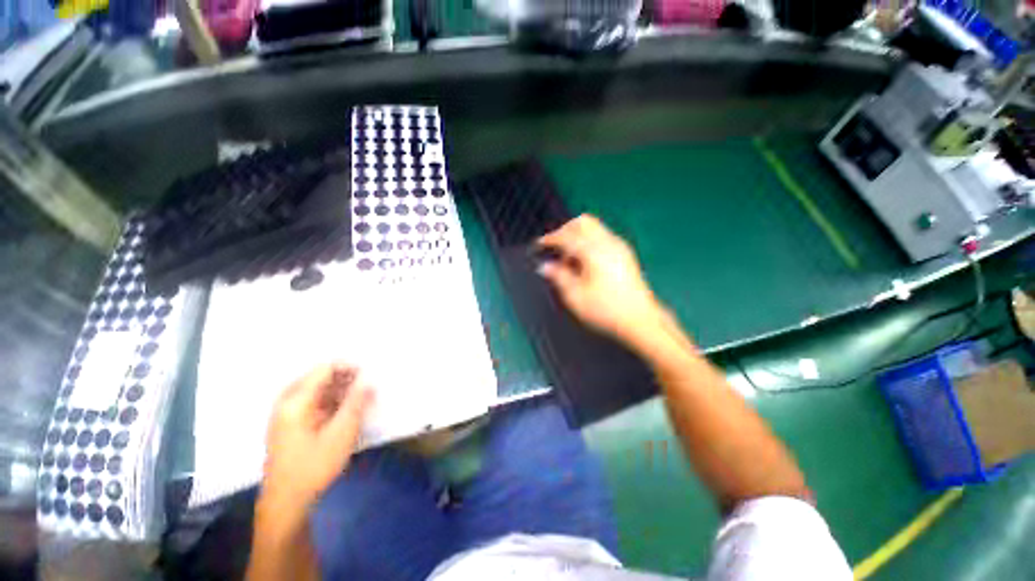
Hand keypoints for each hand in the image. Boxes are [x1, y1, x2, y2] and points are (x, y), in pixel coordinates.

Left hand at [261, 363, 373, 513]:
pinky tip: (344, 410)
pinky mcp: (288, 423)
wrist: (286, 501)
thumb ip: (356, 403)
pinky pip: (312, 401)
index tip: (368, 374)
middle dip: (345, 378)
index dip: (348, 367)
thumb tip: (368, 380)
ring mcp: (285, 413)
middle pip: (319, 377)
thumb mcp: (341, 433)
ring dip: (339, 389)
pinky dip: (330, 401)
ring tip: (359, 398)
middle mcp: (286, 402)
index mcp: (295, 401)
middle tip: (366, 386)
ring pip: (316, 389)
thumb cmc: (314, 466)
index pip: (324, 369)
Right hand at [538, 214, 665, 345]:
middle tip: (554, 248)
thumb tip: (545, 266)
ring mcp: (619, 246)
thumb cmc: (605, 310)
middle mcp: (608, 242)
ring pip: (594, 228)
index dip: (550, 239)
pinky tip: (584, 262)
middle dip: (565, 230)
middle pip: (583, 222)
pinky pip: (602, 237)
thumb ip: (558, 276)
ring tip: (568, 260)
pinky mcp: (624, 254)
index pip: (567, 236)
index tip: (539, 245)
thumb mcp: (575, 296)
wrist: (640, 320)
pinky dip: (588, 242)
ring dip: (577, 236)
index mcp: (594, 251)